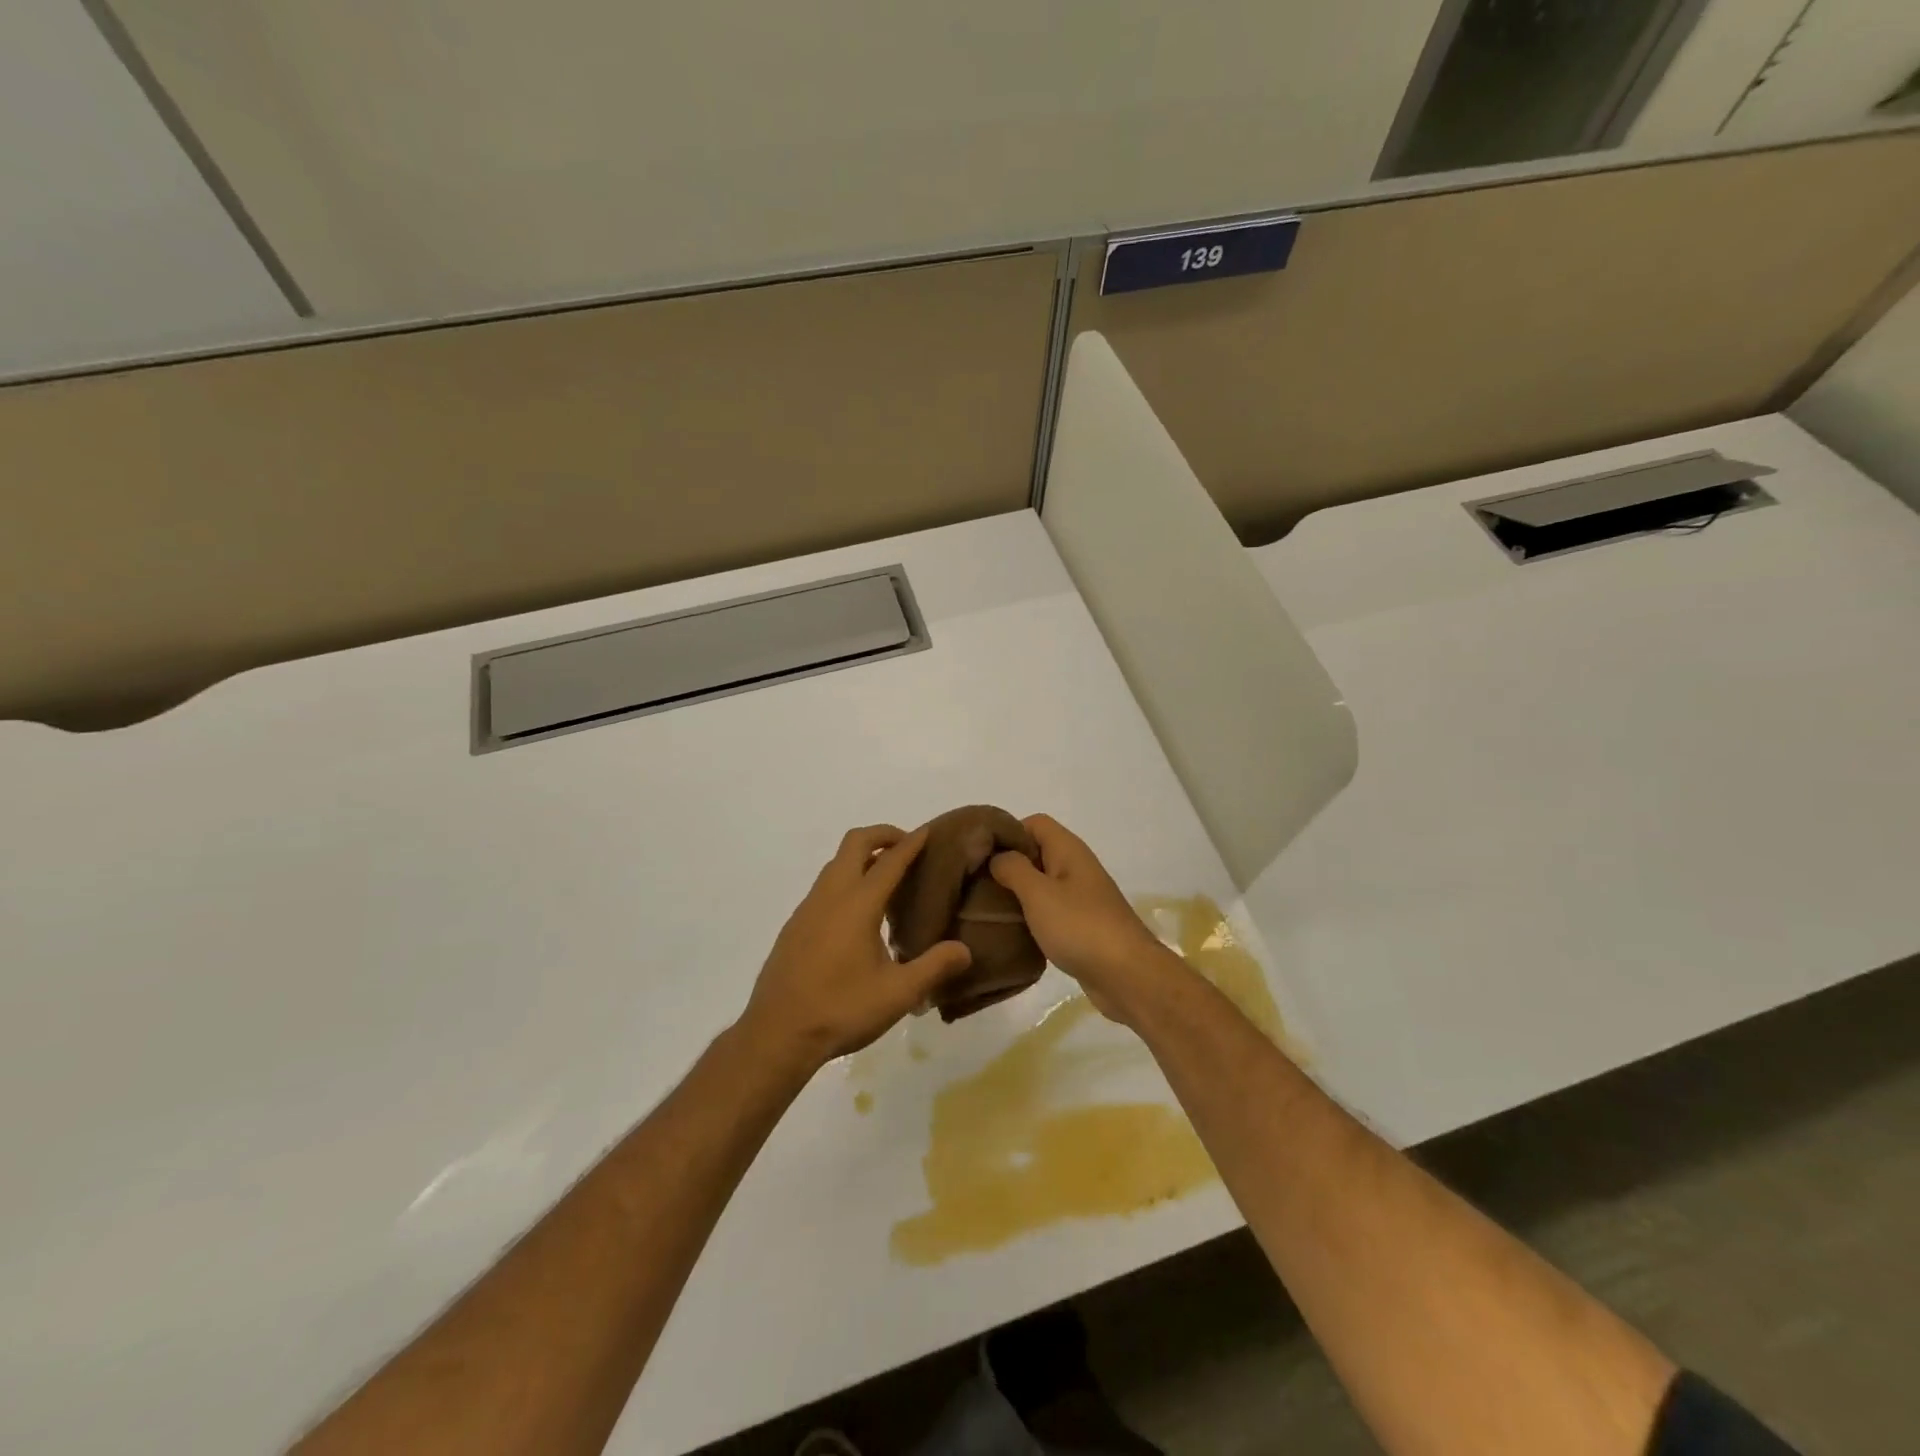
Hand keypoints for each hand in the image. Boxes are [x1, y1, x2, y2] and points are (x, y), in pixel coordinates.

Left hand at [737, 825, 972, 1075]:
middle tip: (907, 848)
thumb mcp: (898, 994)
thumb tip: (964, 949)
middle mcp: (831, 895)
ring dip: (861, 857)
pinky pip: (824, 886)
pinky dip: (845, 879)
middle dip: (882, 836)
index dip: (911, 843)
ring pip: (836, 863)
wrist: (777, 1033)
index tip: (928, 832)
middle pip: (855, 843)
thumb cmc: (841, 1009)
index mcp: (858, 904)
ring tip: (887, 879)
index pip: (889, 860)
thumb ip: (934, 967)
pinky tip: (858, 914)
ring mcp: (808, 908)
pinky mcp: (795, 925)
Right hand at [988, 814, 1179, 1025]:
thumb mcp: (1038, 893)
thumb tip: (998, 856)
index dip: (1008, 833)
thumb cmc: (1080, 926)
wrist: (1127, 975)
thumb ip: (1013, 869)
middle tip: (978, 884)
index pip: (1034, 823)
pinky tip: (1013, 931)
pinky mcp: (1081, 925)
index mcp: (1068, 850)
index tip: (981, 855)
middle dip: (1008, 865)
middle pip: (1037, 853)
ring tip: (988, 909)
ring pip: (1042, 884)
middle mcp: (1076, 867)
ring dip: (1018, 894)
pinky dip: (1032, 916)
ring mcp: (1081, 897)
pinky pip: (1050, 910)